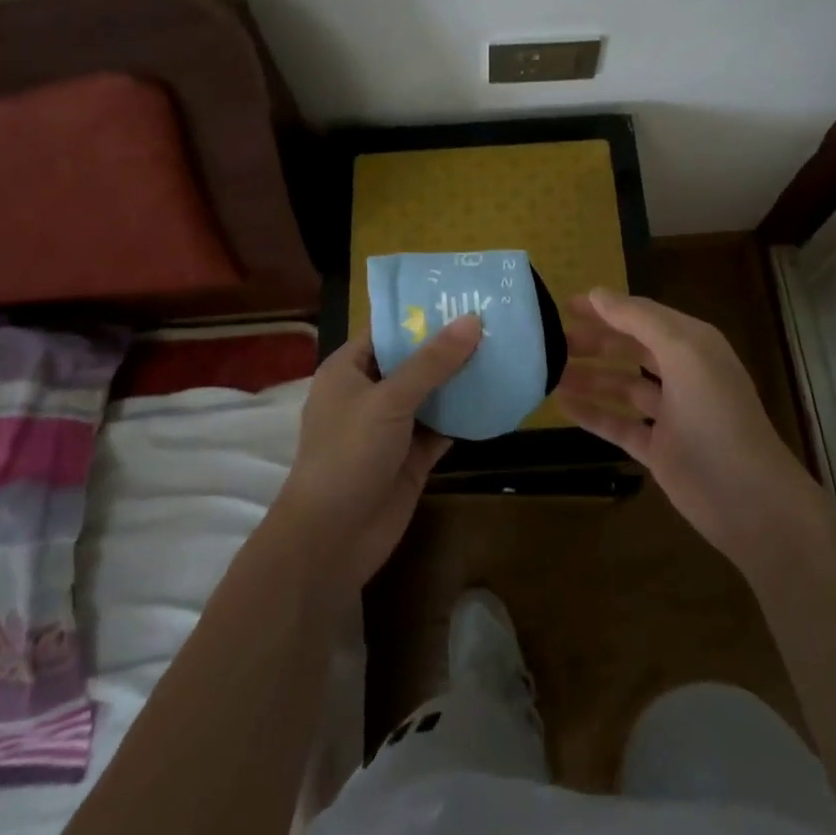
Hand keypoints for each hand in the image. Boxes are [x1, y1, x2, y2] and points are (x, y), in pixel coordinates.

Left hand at [274, 316, 479, 589]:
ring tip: (504, 349)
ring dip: (462, 378)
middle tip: (494, 318)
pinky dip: (466, 414)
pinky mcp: (412, 456)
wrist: (332, 540)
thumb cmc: (348, 455)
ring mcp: (392, 426)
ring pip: (432, 393)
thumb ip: (432, 362)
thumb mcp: (389, 400)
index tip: (462, 294)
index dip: (422, 311)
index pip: (388, 328)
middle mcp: (370, 392)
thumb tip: (472, 320)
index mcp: (349, 369)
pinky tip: (498, 396)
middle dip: (449, 343)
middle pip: (414, 359)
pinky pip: (443, 426)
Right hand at [555, 289, 826, 573]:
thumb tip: (597, 293)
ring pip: (621, 386)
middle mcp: (682, 373)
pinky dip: (592, 413)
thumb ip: (640, 319)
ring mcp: (670, 413)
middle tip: (551, 341)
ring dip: (589, 377)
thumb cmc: (717, 415)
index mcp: (692, 345)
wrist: (749, 498)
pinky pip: (618, 424)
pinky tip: (562, 405)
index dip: (606, 308)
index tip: (564, 305)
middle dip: (594, 341)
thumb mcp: (683, 352)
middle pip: (630, 348)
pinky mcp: (658, 448)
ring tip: (549, 372)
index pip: (642, 315)